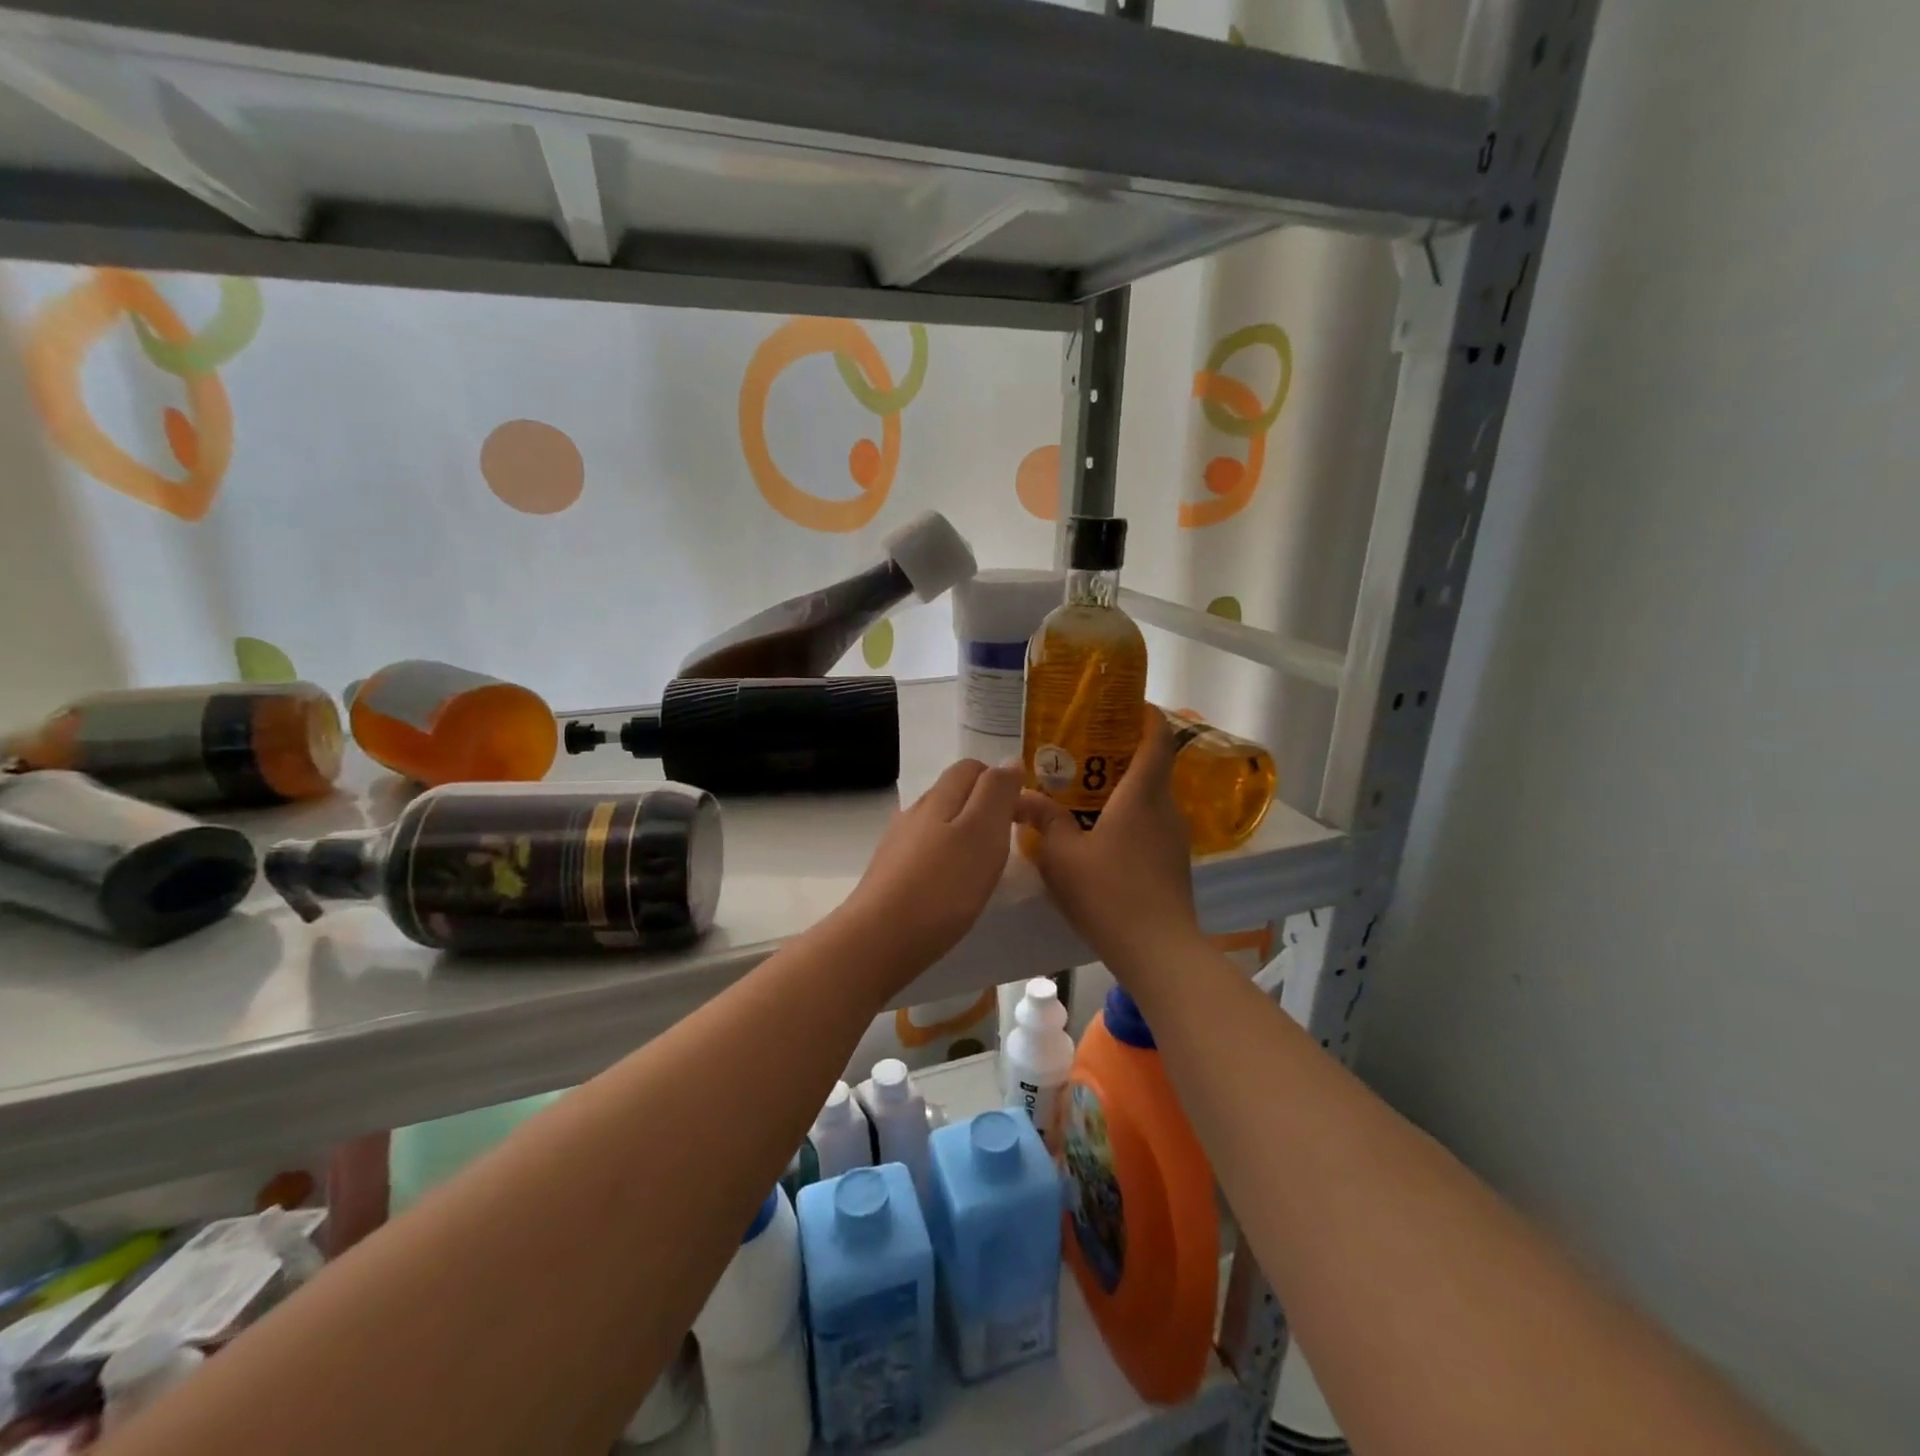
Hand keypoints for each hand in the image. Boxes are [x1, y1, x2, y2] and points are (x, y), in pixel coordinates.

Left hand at [838, 758, 1022, 978]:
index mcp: (940, 797)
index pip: (972, 767)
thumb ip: (997, 793)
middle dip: (983, 806)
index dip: (1000, 781)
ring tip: (985, 865)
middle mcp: (915, 812)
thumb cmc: (942, 885)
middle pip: (953, 793)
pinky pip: (926, 852)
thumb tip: (1009, 761)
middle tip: (1009, 840)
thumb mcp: (983, 832)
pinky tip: (954, 886)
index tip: (1021, 813)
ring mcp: (899, 843)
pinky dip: (947, 859)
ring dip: (965, 833)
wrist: (880, 939)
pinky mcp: (891, 873)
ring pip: (939, 823)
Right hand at [1014, 707, 1200, 970]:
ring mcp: (1175, 839)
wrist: (1157, 950)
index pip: (1157, 740)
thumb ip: (1044, 819)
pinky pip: (1152, 826)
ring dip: (1126, 789)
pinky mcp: (1175, 864)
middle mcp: (1165, 810)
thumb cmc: (1108, 892)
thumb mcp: (1062, 854)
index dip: (1148, 716)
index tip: (1128, 705)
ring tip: (1088, 793)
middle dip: (1126, 753)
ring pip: (1152, 799)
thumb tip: (1020, 796)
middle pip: (1154, 768)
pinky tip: (1103, 836)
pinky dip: (1131, 817)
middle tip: (1087, 751)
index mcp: (1142, 796)